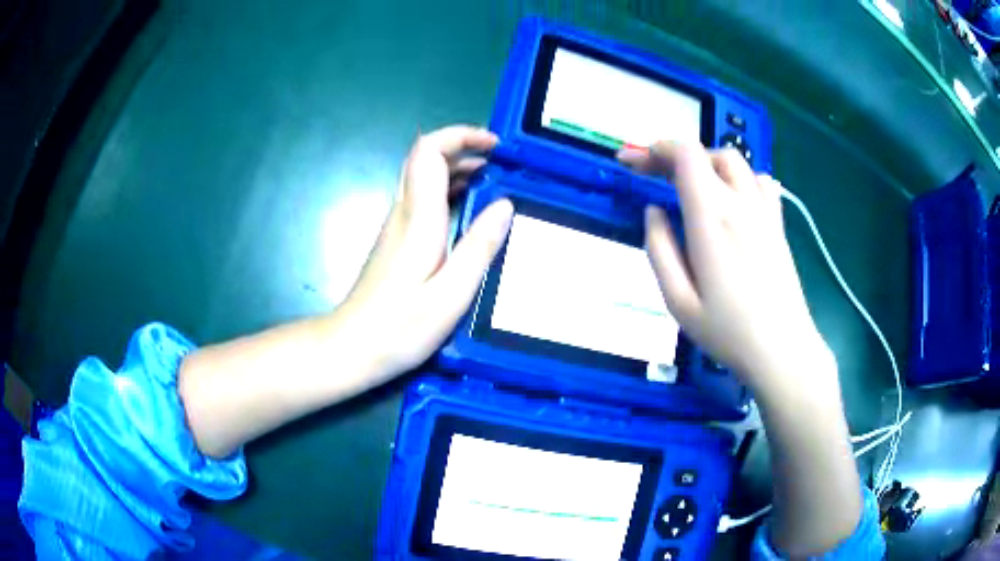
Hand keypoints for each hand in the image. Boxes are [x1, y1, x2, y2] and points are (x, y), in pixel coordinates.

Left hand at [342, 125, 513, 376]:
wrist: (352, 347)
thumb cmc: (400, 327)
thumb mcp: (451, 295)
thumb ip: (479, 247)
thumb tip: (505, 204)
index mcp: (418, 218)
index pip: (429, 151)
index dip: (460, 136)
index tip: (494, 146)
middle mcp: (404, 212)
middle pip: (425, 157)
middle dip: (463, 147)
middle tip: (501, 162)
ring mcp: (397, 224)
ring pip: (424, 176)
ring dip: (458, 169)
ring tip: (495, 182)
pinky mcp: (397, 239)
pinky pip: (423, 199)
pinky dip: (450, 191)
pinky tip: (471, 211)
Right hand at [620, 143, 835, 397]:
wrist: (782, 350)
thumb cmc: (728, 332)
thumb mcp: (677, 301)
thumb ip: (659, 249)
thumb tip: (654, 211)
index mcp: (712, 218)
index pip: (686, 156)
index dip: (655, 149)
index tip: (632, 161)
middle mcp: (741, 204)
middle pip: (709, 153)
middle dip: (676, 156)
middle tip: (655, 176)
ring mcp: (764, 212)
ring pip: (736, 162)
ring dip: (708, 164)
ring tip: (691, 187)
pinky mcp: (778, 224)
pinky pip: (761, 181)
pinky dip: (740, 178)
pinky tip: (733, 199)